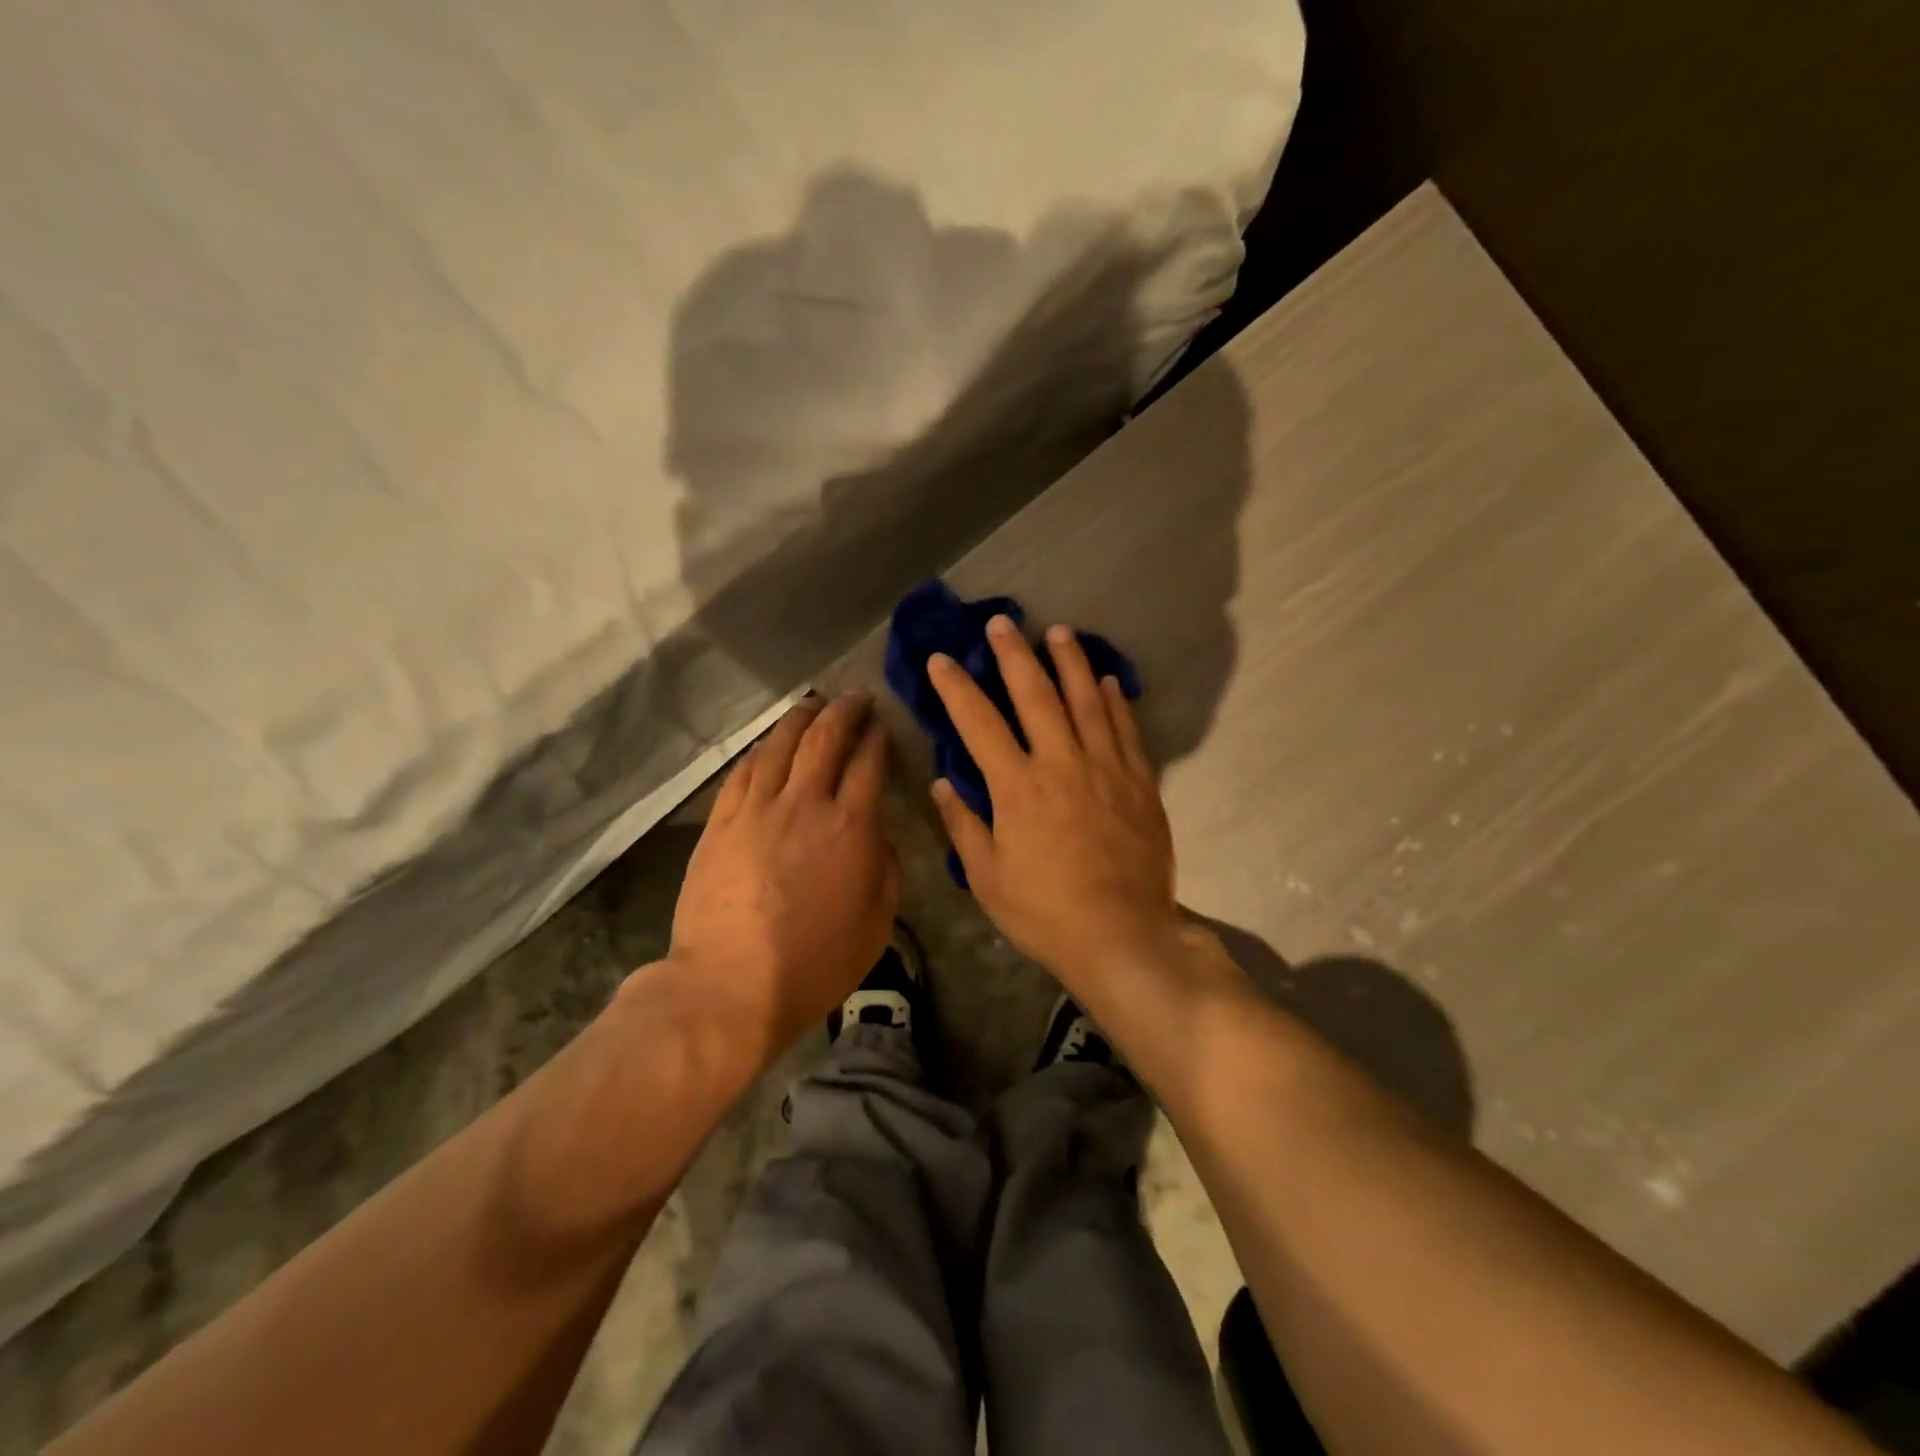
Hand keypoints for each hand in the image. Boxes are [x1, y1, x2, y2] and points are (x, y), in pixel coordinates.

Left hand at [667, 693, 898, 1066]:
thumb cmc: (814, 962)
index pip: (868, 763)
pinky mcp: (720, 822)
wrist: (730, 985)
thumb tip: (878, 836)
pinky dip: (761, 750)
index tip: (883, 725)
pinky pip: (742, 772)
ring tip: (813, 704)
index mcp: (850, 826)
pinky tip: (768, 745)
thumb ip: (886, 868)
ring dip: (801, 718)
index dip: (878, 737)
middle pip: (825, 738)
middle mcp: (804, 803)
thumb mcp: (877, 923)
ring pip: (780, 745)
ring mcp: (756, 809)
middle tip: (856, 697)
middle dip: (844, 710)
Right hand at [927, 616, 1182, 995]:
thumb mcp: (988, 877)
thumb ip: (964, 825)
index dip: (956, 688)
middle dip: (1014, 655)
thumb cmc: (1044, 911)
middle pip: (1036, 696)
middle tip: (1002, 622)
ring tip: (1059, 632)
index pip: (979, 723)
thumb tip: (943, 784)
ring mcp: (1106, 768)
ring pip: (1086, 701)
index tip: (941, 659)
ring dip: (1070, 662)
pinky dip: (1114, 701)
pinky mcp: (1139, 782)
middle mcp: (1061, 764)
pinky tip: (1107, 681)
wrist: (1122, 935)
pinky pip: (1126, 730)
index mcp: (1017, 787)